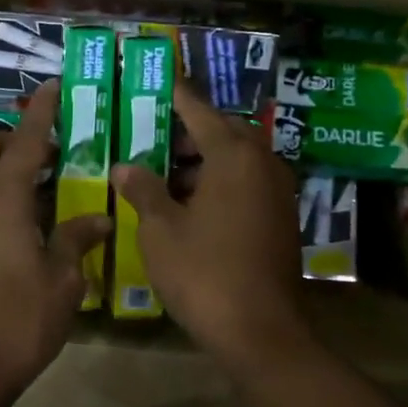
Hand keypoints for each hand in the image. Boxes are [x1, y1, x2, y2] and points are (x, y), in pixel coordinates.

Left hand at [0, 82, 111, 406]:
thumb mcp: (62, 281)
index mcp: (3, 201)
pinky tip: (12, 225)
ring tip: (32, 188)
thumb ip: (76, 239)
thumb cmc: (20, 322)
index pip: (24, 143)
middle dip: (11, 137)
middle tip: (46, 154)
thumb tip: (98, 217)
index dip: (42, 114)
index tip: (53, 87)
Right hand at [111, 83, 310, 377]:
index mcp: (234, 156)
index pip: (200, 111)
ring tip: (163, 170)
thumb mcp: (160, 229)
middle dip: (189, 130)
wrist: (260, 331)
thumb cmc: (203, 272)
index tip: (160, 76)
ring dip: (204, 160)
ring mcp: (277, 193)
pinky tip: (190, 202)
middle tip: (153, 133)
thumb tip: (125, 166)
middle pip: (224, 132)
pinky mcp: (282, 219)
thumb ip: (143, 190)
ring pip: (237, 160)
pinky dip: (220, 182)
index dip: (176, 94)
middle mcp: (263, 164)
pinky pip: (247, 184)